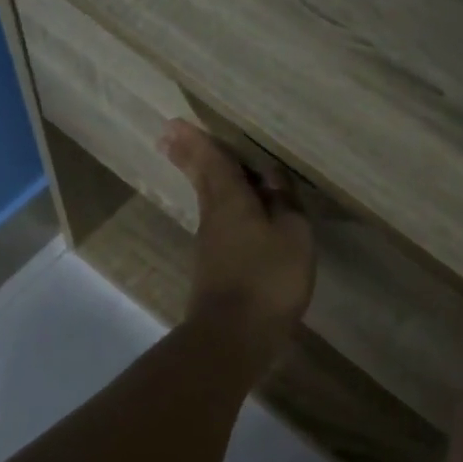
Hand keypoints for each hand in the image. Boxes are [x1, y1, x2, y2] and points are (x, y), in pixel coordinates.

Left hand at [158, 120, 314, 366]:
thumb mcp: (292, 236)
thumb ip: (284, 204)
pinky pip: (222, 228)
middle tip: (170, 138)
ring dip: (207, 183)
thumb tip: (271, 177)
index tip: (173, 125)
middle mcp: (214, 219)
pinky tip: (238, 219)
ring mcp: (211, 247)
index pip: (213, 162)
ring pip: (211, 204)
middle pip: (203, 181)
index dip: (197, 142)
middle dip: (189, 158)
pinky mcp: (215, 271)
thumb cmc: (268, 279)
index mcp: (231, 201)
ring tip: (208, 168)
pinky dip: (225, 213)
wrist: (234, 337)